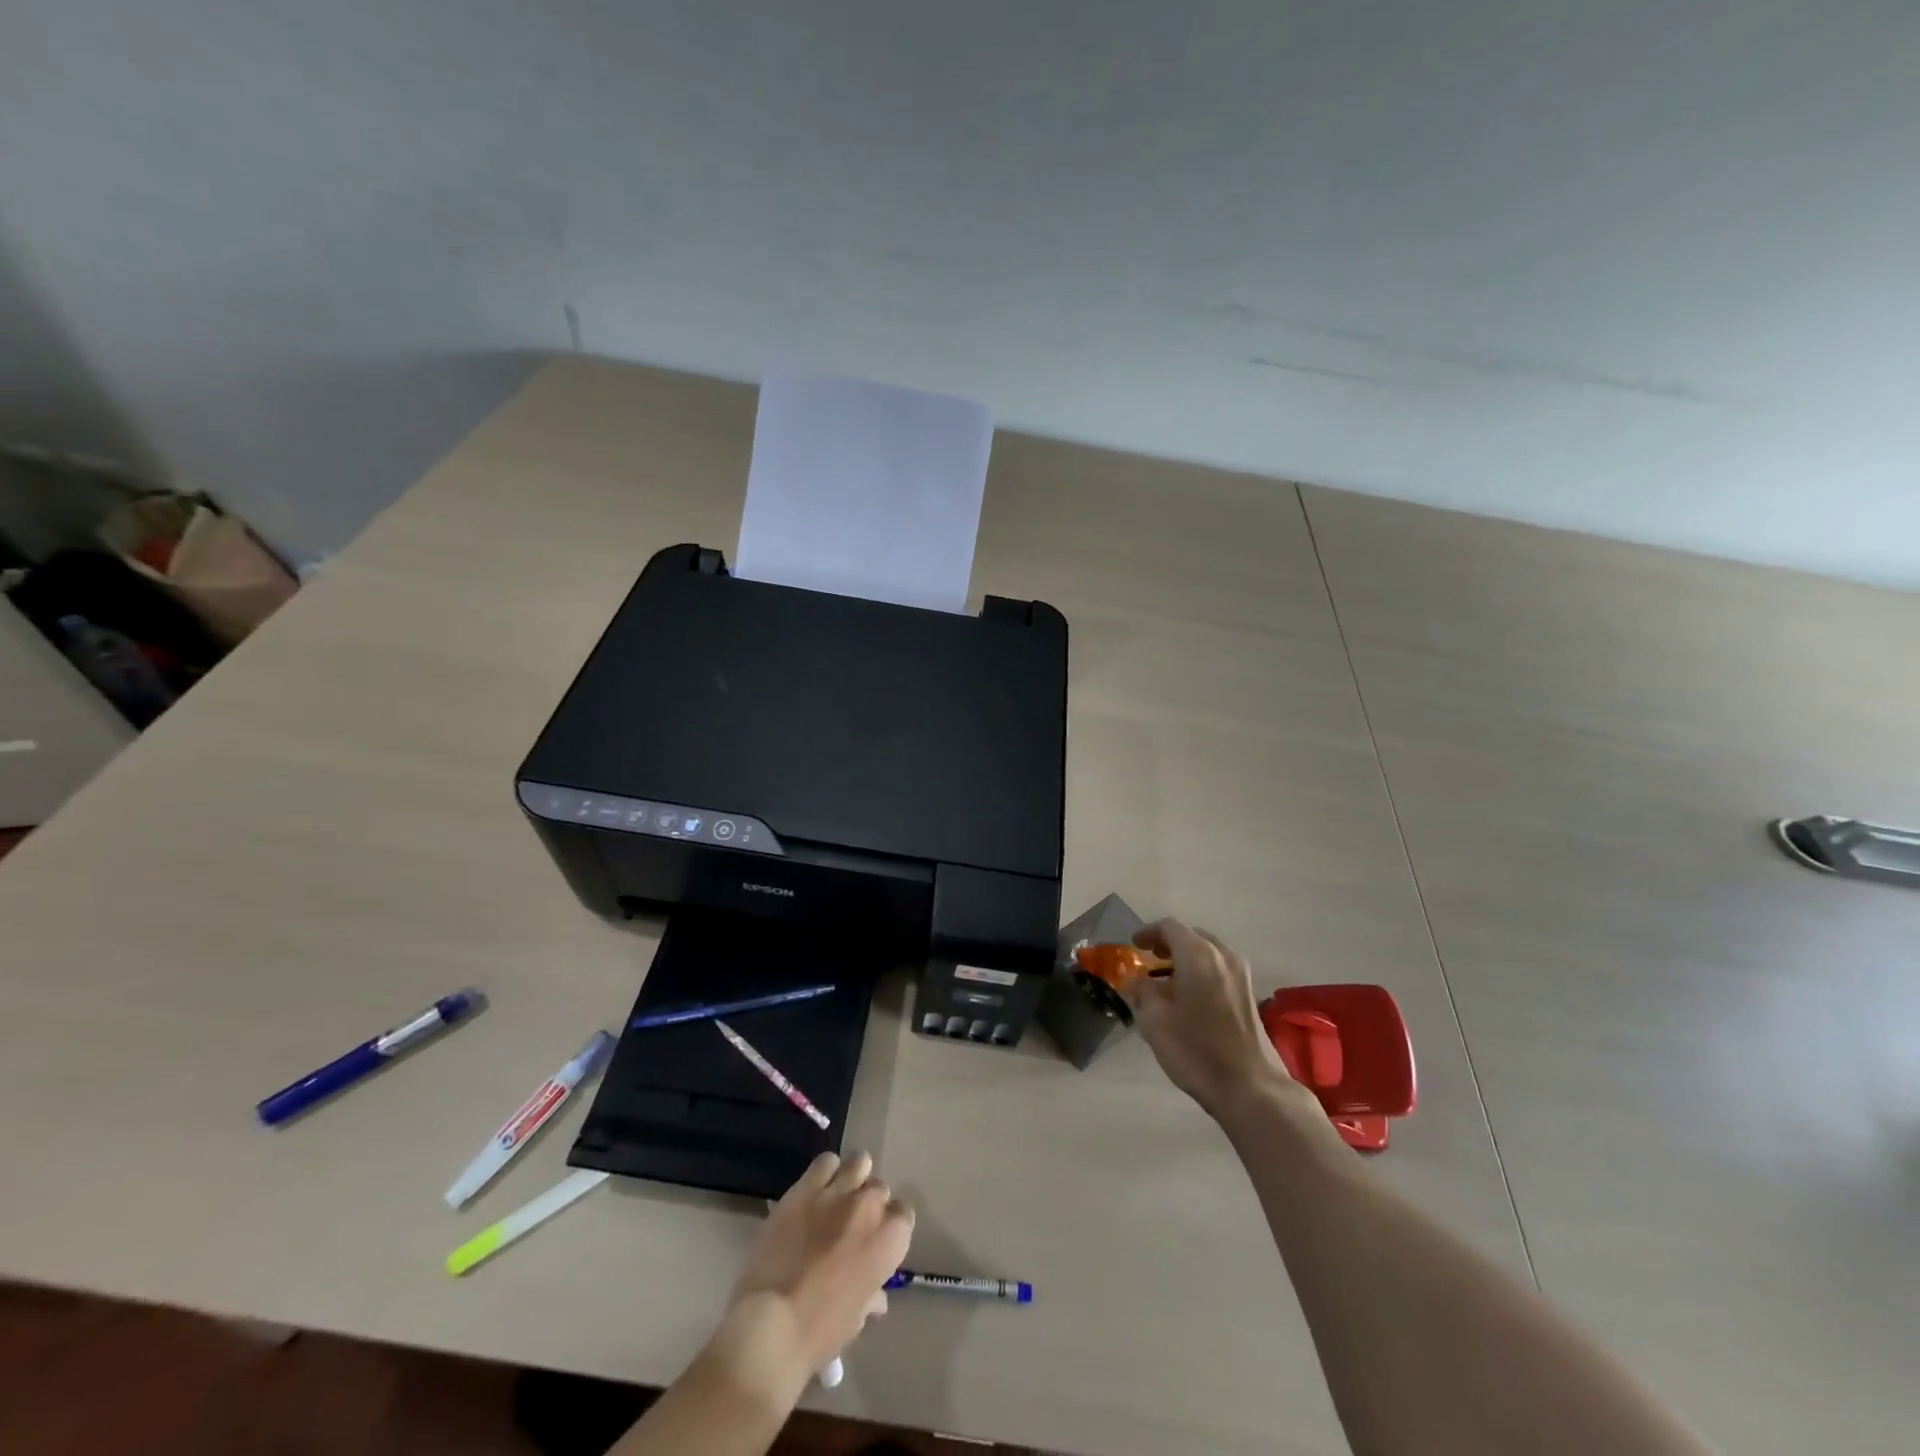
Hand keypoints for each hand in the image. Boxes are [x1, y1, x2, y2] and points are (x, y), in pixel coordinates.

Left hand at [701, 1151, 913, 1406]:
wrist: (773, 1324)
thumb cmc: (821, 1330)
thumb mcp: (855, 1319)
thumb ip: (870, 1295)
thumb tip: (878, 1297)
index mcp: (889, 1239)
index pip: (903, 1215)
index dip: (888, 1227)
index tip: (875, 1240)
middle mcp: (870, 1206)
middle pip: (879, 1189)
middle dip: (869, 1204)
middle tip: (852, 1224)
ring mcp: (838, 1192)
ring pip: (859, 1163)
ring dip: (853, 1178)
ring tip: (838, 1196)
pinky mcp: (806, 1187)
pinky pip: (825, 1162)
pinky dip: (825, 1172)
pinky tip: (816, 1189)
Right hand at [1125, 919, 1315, 1124]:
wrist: (1250, 1087)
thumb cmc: (1195, 1050)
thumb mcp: (1154, 1021)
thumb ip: (1141, 992)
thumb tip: (1136, 980)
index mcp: (1198, 954)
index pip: (1170, 927)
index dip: (1148, 932)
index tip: (1134, 946)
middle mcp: (1223, 956)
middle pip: (1191, 936)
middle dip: (1168, 944)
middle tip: (1149, 960)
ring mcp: (1241, 974)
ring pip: (1208, 952)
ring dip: (1185, 958)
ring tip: (1166, 980)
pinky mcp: (1249, 994)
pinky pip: (1219, 968)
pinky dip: (1201, 971)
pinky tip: (1189, 996)